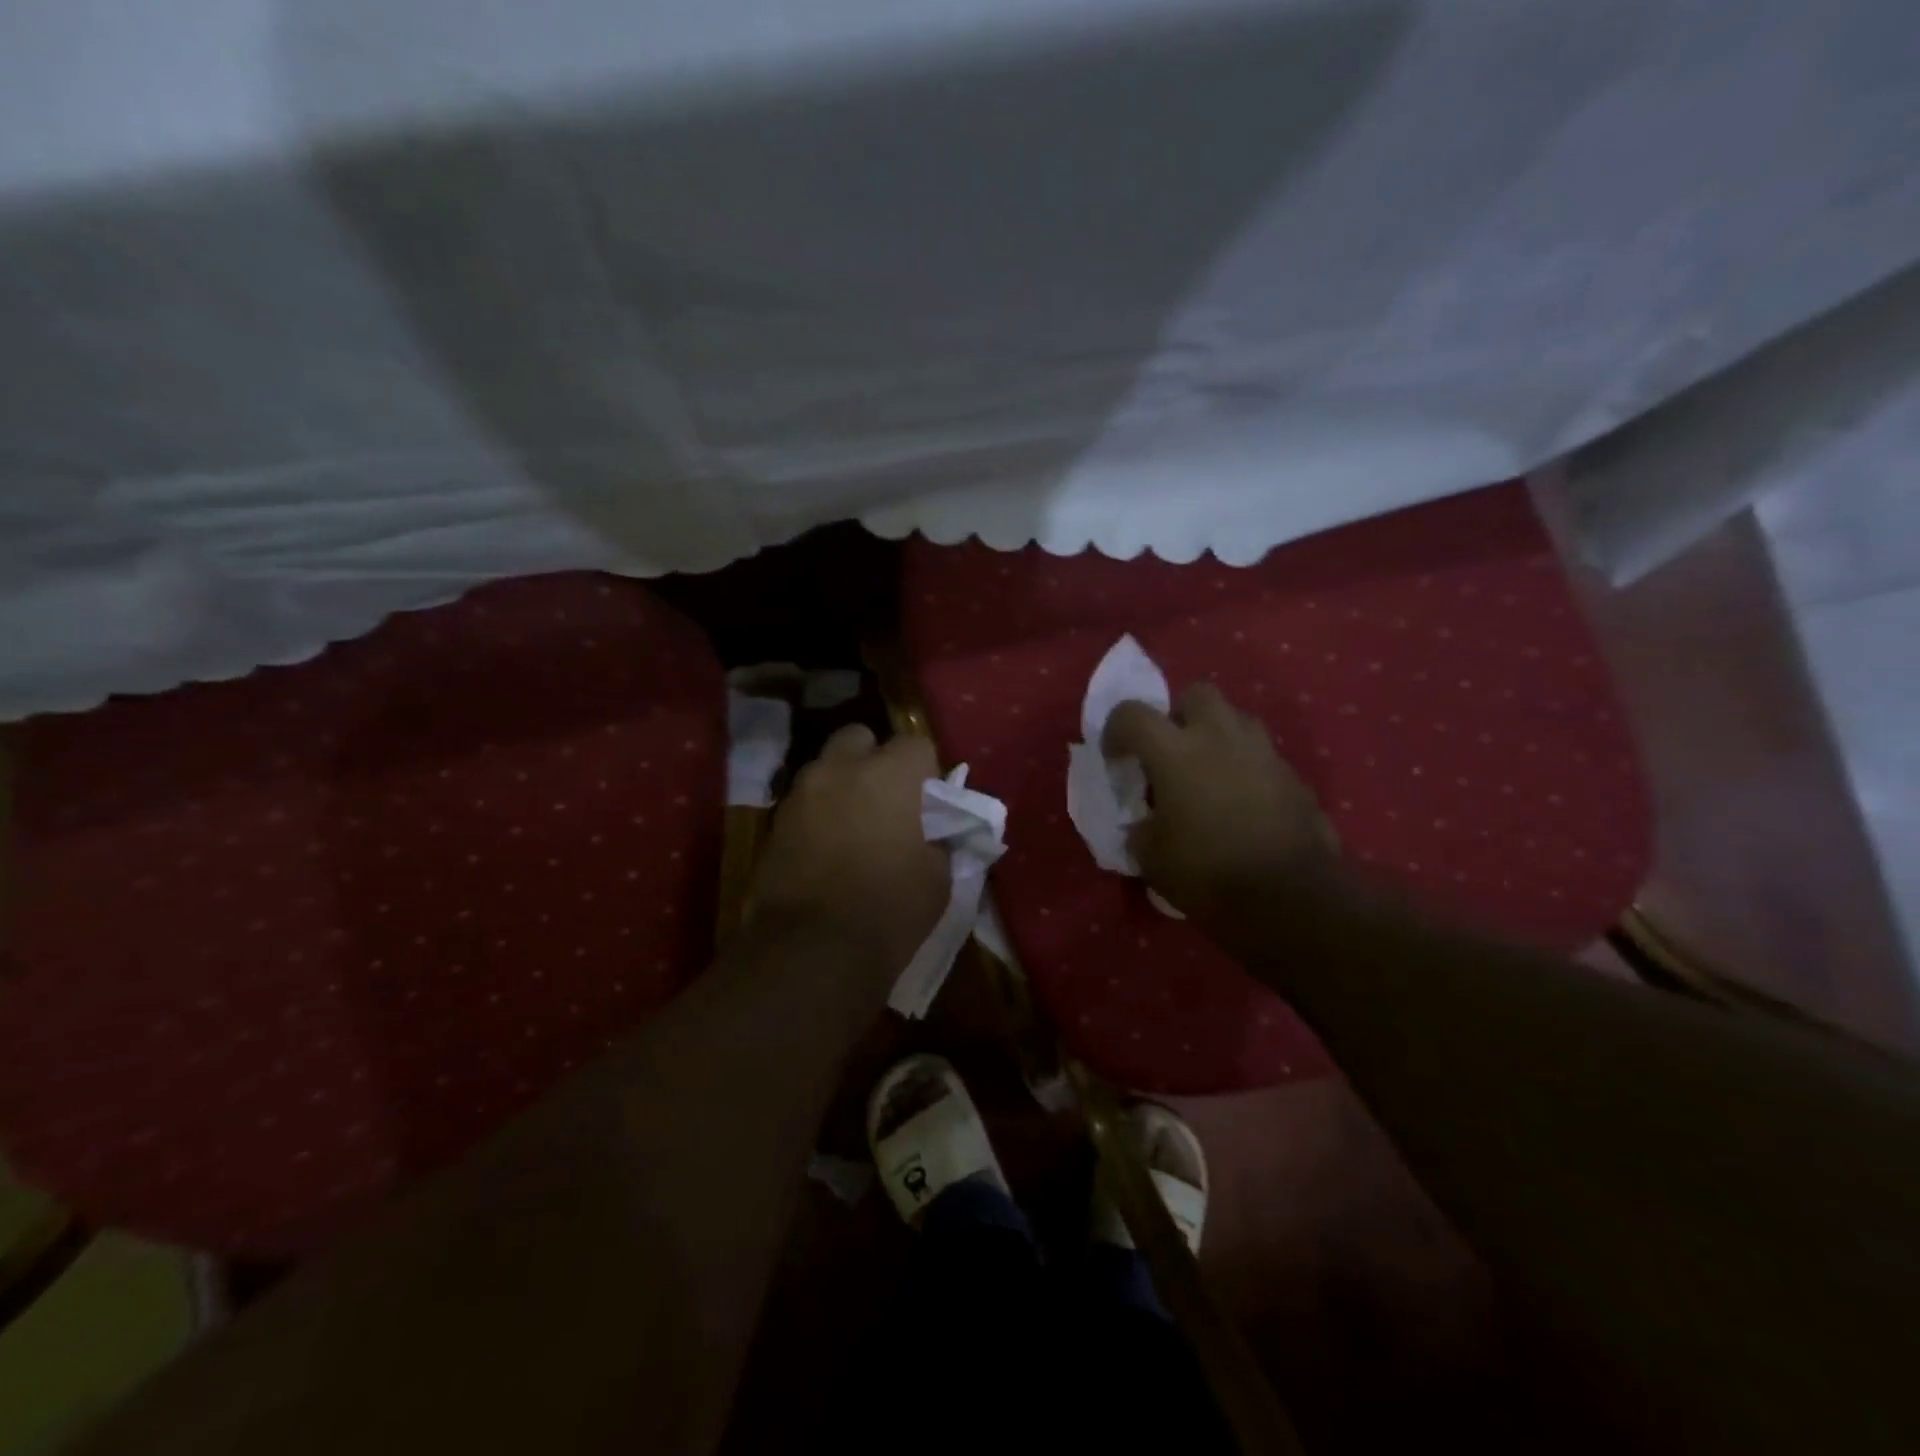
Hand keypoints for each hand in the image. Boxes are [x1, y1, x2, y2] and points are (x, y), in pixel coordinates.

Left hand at [745, 725, 948, 982]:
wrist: (810, 952)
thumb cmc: (888, 909)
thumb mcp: (938, 877)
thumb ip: (940, 839)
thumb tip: (934, 832)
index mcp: (890, 774)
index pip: (917, 744)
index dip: (926, 771)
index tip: (930, 803)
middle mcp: (841, 769)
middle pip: (860, 738)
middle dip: (875, 759)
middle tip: (888, 800)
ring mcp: (801, 793)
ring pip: (827, 768)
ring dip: (843, 784)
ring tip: (854, 825)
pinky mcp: (775, 822)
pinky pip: (805, 801)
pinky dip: (819, 813)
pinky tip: (828, 848)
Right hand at [1105, 684, 1337, 931]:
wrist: (1290, 899)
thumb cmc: (1208, 874)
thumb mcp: (1151, 858)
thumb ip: (1141, 828)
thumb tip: (1145, 823)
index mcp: (1176, 752)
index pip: (1132, 714)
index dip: (1116, 731)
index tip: (1116, 759)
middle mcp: (1220, 738)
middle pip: (1197, 694)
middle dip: (1179, 715)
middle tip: (1171, 752)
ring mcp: (1263, 754)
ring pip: (1236, 719)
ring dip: (1217, 736)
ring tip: (1208, 772)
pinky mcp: (1293, 777)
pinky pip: (1262, 755)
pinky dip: (1246, 768)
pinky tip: (1241, 802)